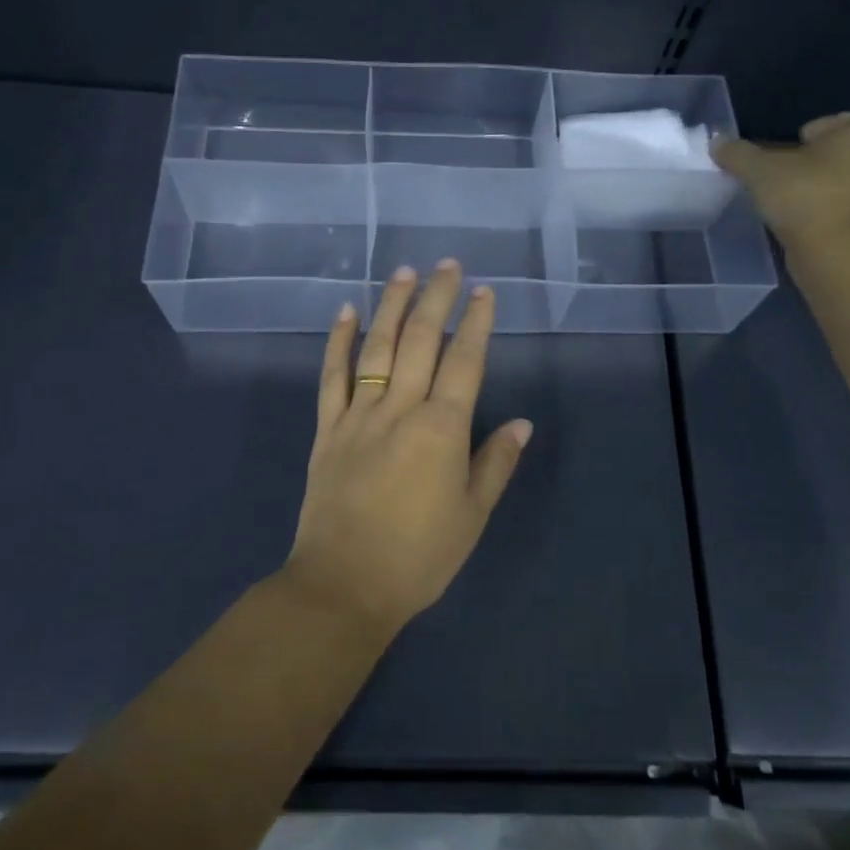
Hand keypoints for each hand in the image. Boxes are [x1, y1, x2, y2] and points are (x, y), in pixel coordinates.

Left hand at [285, 261, 532, 636]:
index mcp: (441, 429)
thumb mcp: (472, 515)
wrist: (344, 585)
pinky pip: (332, 377)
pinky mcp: (328, 429)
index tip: (484, 292)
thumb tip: (522, 423)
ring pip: (376, 348)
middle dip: (437, 299)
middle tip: (448, 265)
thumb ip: (496, 463)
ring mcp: (358, 415)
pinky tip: (346, 312)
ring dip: (392, 306)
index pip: (464, 362)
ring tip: (404, 272)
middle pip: (419, 341)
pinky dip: (338, 342)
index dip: (476, 323)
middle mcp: (400, 409)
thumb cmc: (419, 556)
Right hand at [712, 109, 849, 247]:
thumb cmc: (806, 195)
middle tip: (794, 166)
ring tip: (791, 195)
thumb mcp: (760, 170)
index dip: (836, 124)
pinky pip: (849, 209)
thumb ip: (738, 154)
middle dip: (828, 156)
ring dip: (828, 184)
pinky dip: (829, 211)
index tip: (804, 139)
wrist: (837, 253)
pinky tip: (799, 219)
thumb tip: (717, 143)